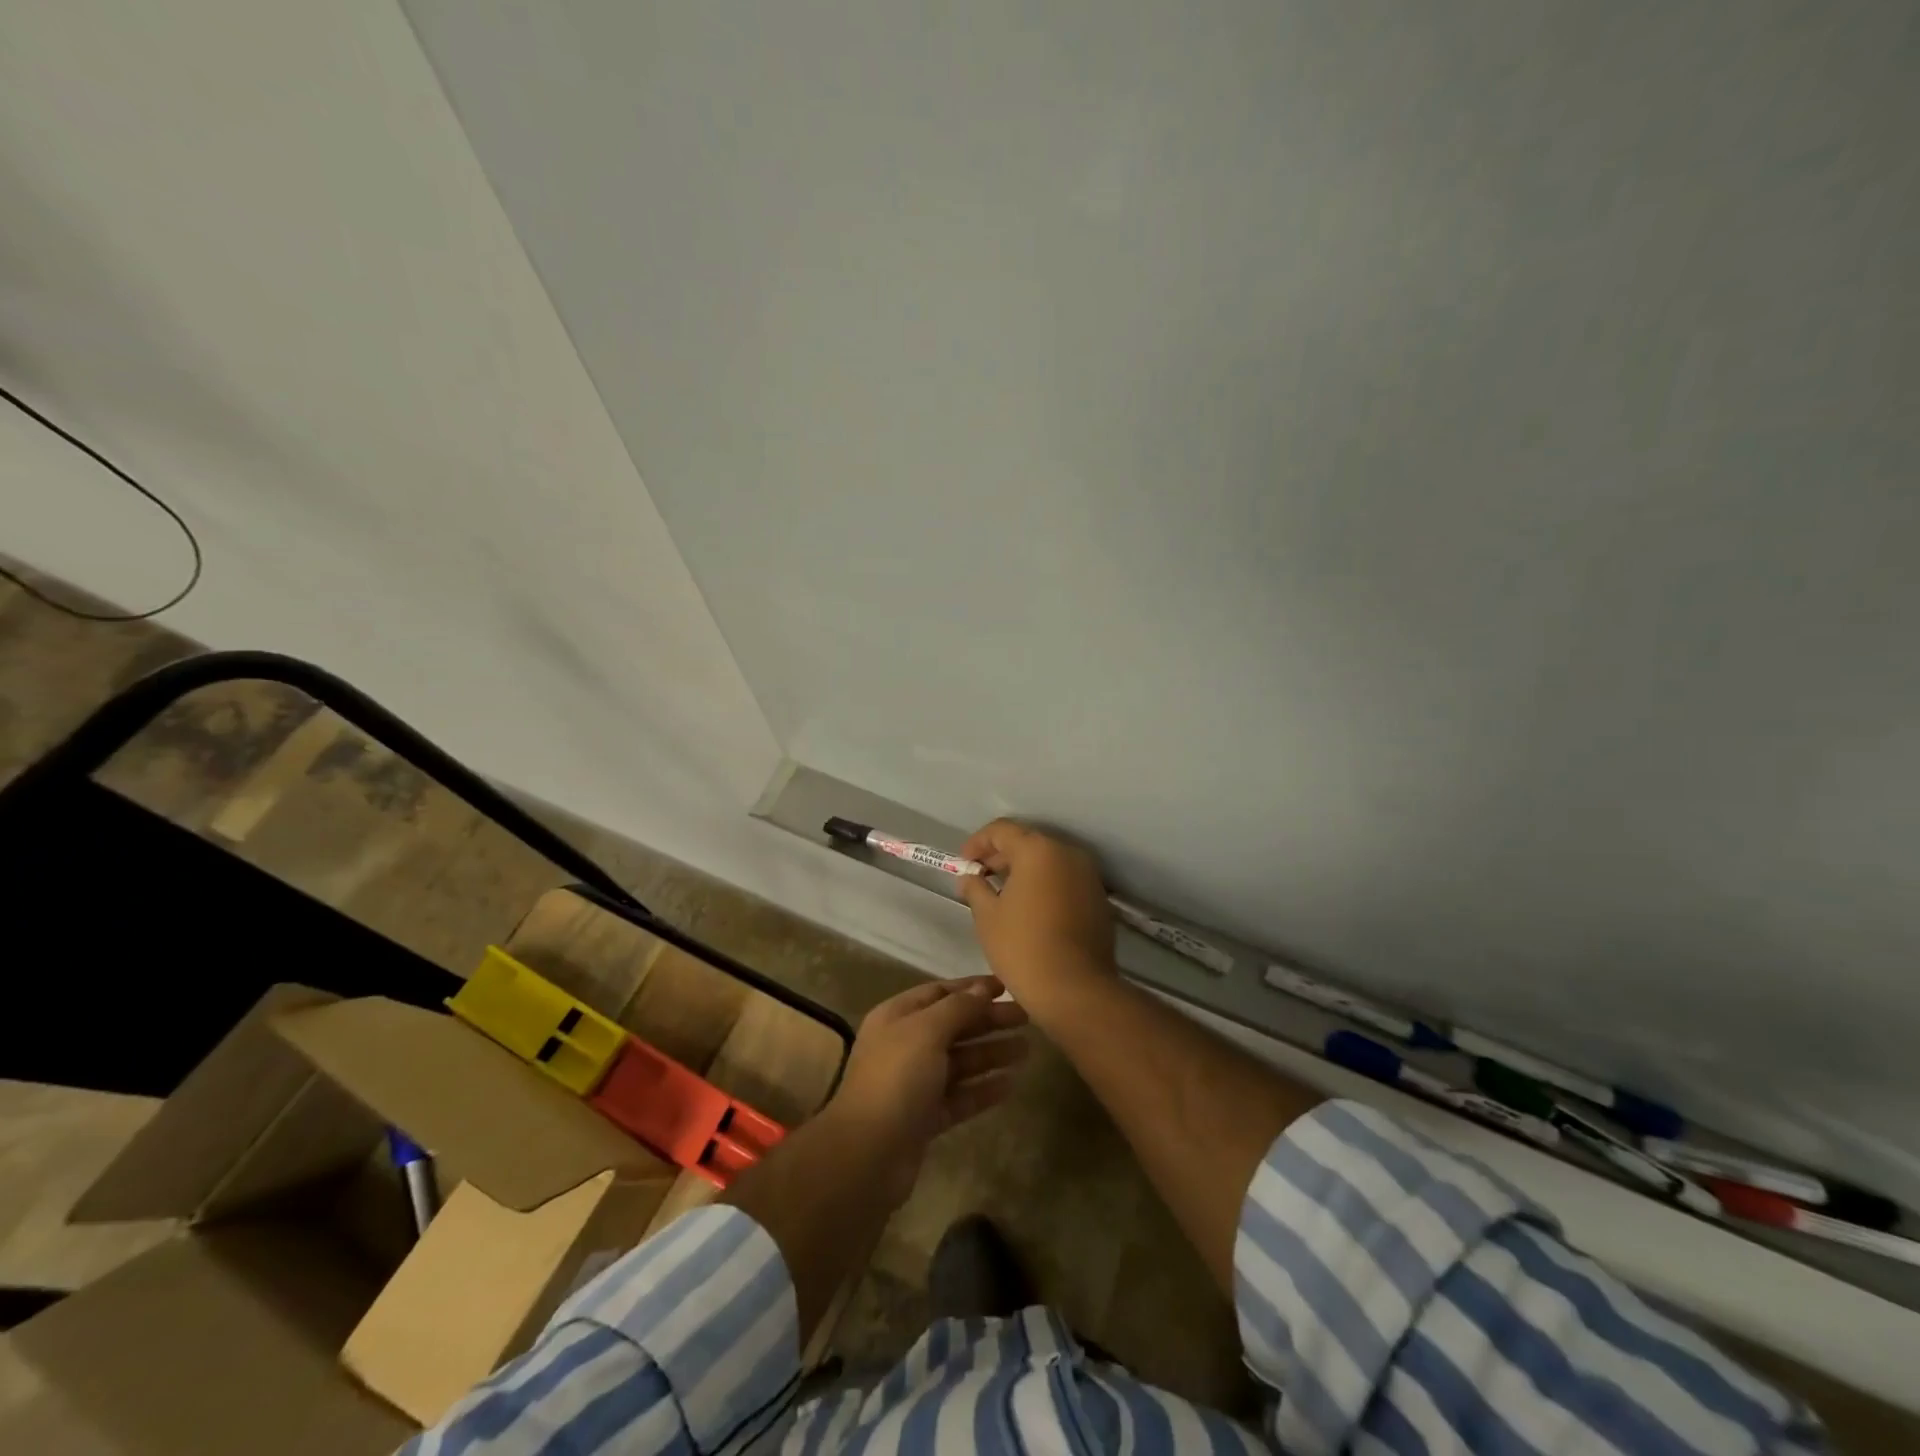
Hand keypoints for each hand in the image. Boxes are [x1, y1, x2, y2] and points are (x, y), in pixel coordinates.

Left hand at [824, 976, 1028, 1205]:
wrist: (867, 1155)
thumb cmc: (896, 1079)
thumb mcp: (926, 1031)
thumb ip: (957, 1007)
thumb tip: (982, 988)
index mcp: (897, 1017)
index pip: (939, 992)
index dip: (972, 988)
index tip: (1006, 987)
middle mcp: (905, 1045)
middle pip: (953, 1026)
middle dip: (988, 1020)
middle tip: (1026, 1018)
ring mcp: (915, 1083)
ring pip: (960, 1062)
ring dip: (991, 1053)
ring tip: (1026, 1049)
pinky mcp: (926, 1117)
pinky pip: (960, 1096)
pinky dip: (983, 1088)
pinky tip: (1011, 1084)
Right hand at [955, 820, 1115, 1001]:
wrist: (1075, 989)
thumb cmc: (1022, 947)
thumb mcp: (987, 916)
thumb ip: (976, 888)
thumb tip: (971, 877)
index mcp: (1038, 850)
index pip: (1002, 830)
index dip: (978, 842)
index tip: (964, 862)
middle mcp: (1067, 853)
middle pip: (1028, 841)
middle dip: (1001, 855)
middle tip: (980, 876)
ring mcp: (1088, 875)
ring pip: (1049, 861)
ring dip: (1025, 870)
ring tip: (1003, 893)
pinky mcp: (1098, 898)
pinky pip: (1065, 880)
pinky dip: (1045, 884)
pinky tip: (1030, 908)